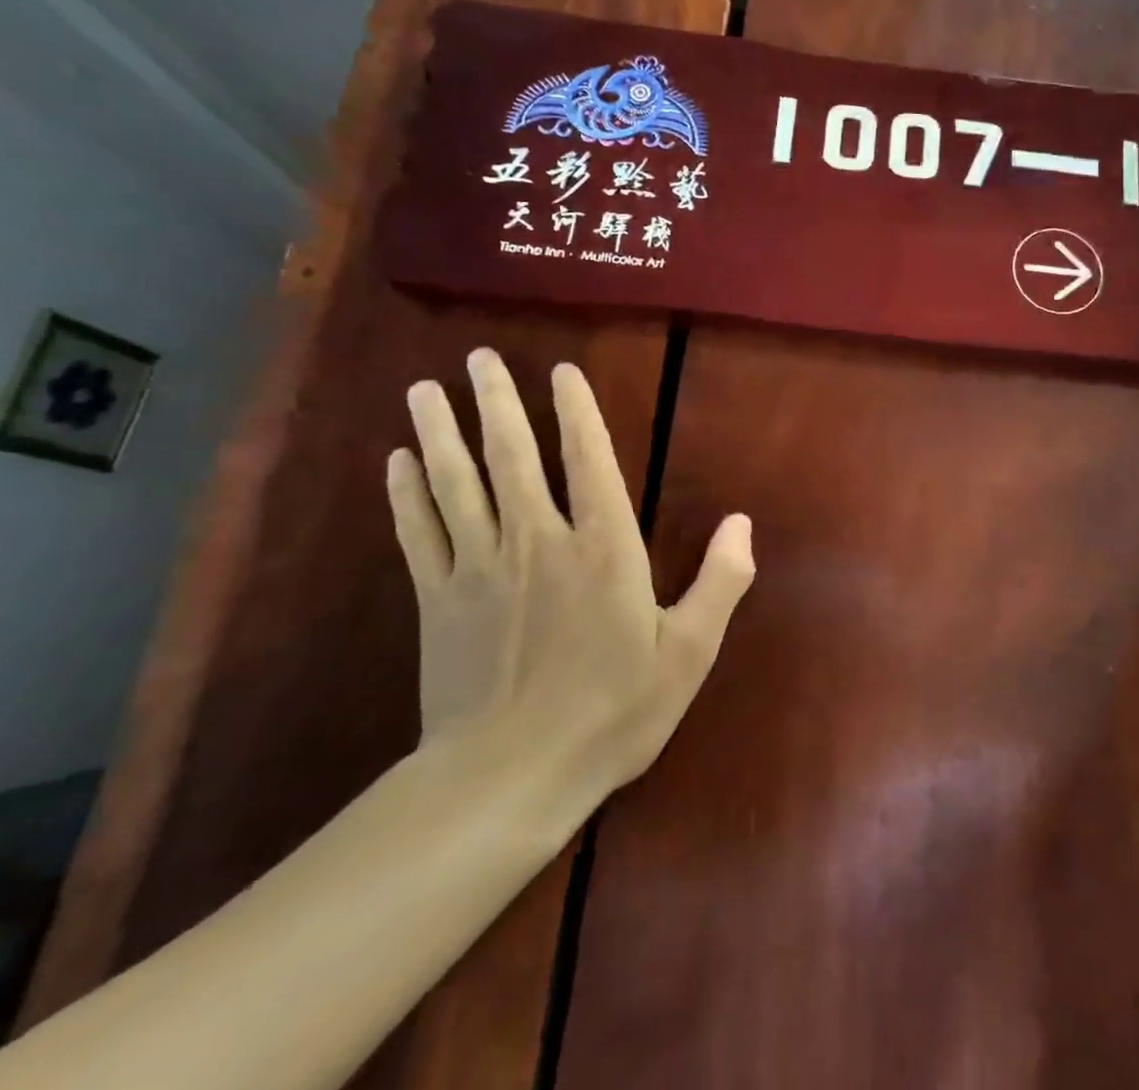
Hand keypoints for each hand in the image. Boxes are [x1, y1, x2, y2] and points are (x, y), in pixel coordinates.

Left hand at [385, 349, 753, 814]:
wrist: (510, 779)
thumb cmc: (612, 712)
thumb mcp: (688, 653)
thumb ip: (720, 582)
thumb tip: (742, 523)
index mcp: (603, 549)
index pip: (589, 461)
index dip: (577, 411)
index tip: (561, 371)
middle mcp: (539, 542)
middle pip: (512, 457)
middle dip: (497, 403)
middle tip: (479, 358)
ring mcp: (480, 569)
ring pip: (457, 484)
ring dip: (442, 432)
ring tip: (425, 388)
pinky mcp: (438, 600)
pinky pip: (419, 533)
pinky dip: (406, 494)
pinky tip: (396, 461)